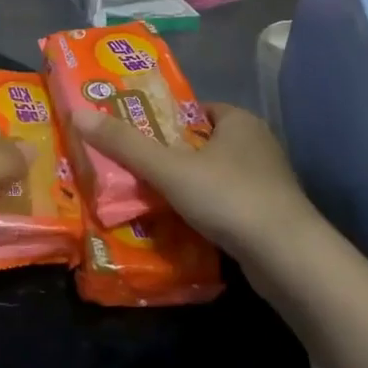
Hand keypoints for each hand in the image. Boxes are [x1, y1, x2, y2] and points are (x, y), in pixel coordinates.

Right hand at [68, 102, 319, 260]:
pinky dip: (205, 210)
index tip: (134, 134)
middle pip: (201, 143)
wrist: (289, 258)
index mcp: (238, 120)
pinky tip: (182, 224)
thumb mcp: (170, 169)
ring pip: (214, 175)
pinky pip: (227, 203)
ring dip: (187, 185)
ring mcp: (267, 181)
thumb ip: (126, 145)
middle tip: (132, 168)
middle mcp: (256, 144)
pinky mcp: (269, 214)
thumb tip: (79, 115)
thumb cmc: (229, 198)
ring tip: (149, 198)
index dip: (163, 119)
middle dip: (170, 155)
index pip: (194, 109)